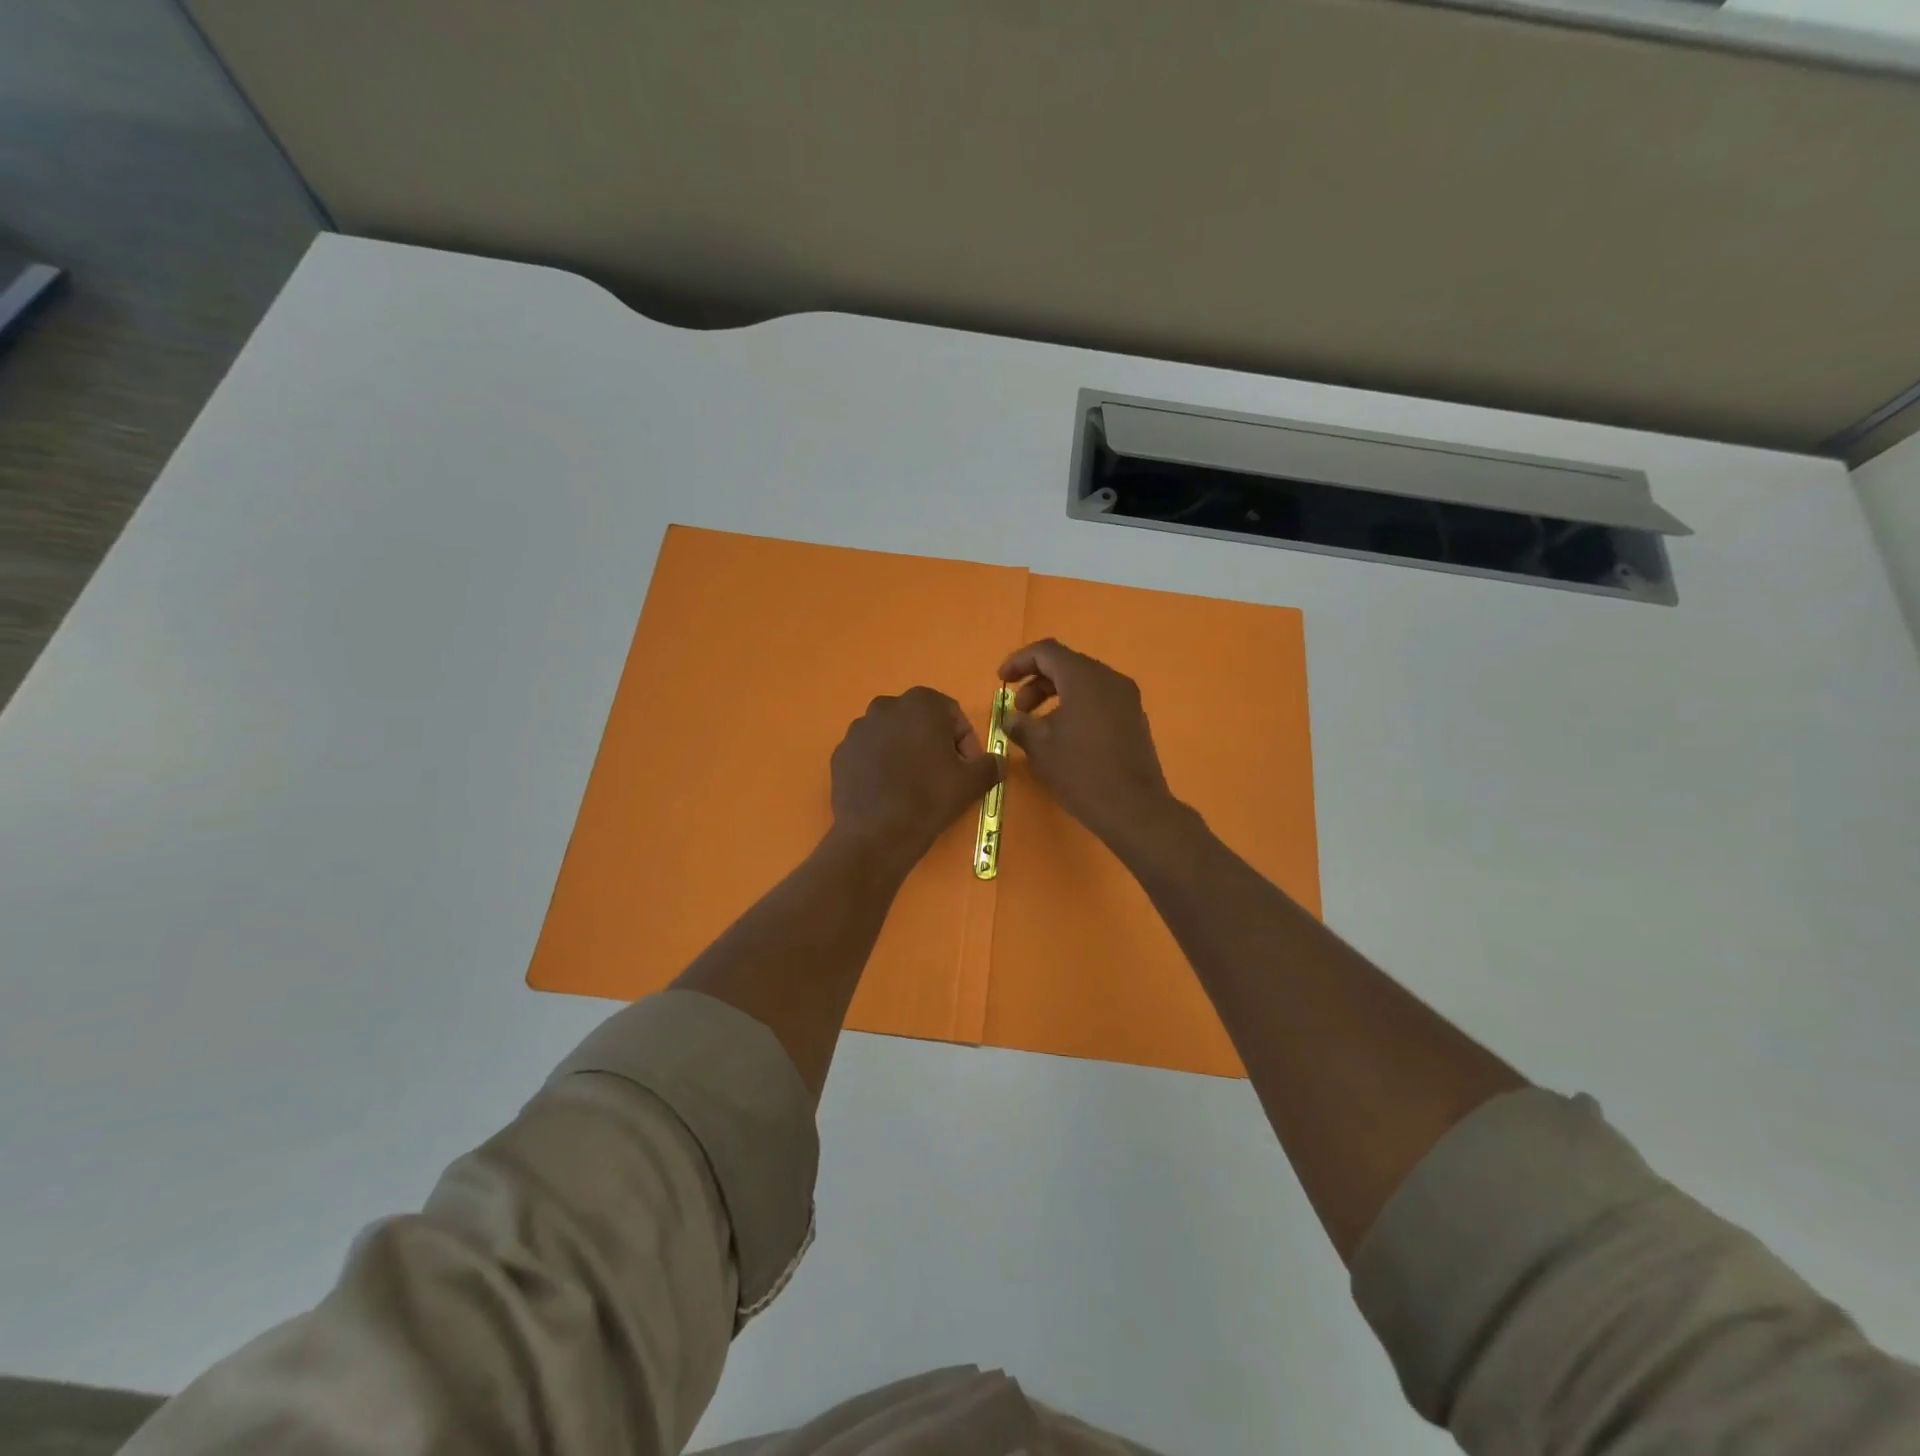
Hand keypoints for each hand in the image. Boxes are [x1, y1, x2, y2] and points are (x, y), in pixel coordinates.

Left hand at [830, 686, 1004, 873]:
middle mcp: (885, 706)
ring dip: (906, 752)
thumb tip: (997, 762)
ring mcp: (858, 729)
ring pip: (892, 736)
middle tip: (943, 776)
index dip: (966, 742)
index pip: (952, 715)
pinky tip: (888, 791)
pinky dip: (881, 765)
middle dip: (934, 743)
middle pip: (920, 722)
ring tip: (913, 785)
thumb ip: (989, 764)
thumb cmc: (929, 798)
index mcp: (921, 703)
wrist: (877, 834)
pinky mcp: (841, 753)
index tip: (968, 769)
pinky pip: (869, 754)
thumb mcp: (972, 782)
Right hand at [998, 639, 1183, 853]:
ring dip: (1056, 695)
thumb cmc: (1081, 772)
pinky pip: (1099, 699)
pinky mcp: (1134, 718)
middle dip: (1036, 681)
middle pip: (1067, 664)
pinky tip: (1065, 735)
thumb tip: (1012, 718)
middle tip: (1019, 709)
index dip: (1019, 661)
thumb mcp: (1040, 747)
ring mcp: (1126, 698)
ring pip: (1084, 682)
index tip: (1001, 680)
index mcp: (1084, 678)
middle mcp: (1109, 679)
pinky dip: (1076, 706)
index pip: (1047, 651)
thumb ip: (1020, 724)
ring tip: (1038, 725)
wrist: (1133, 808)